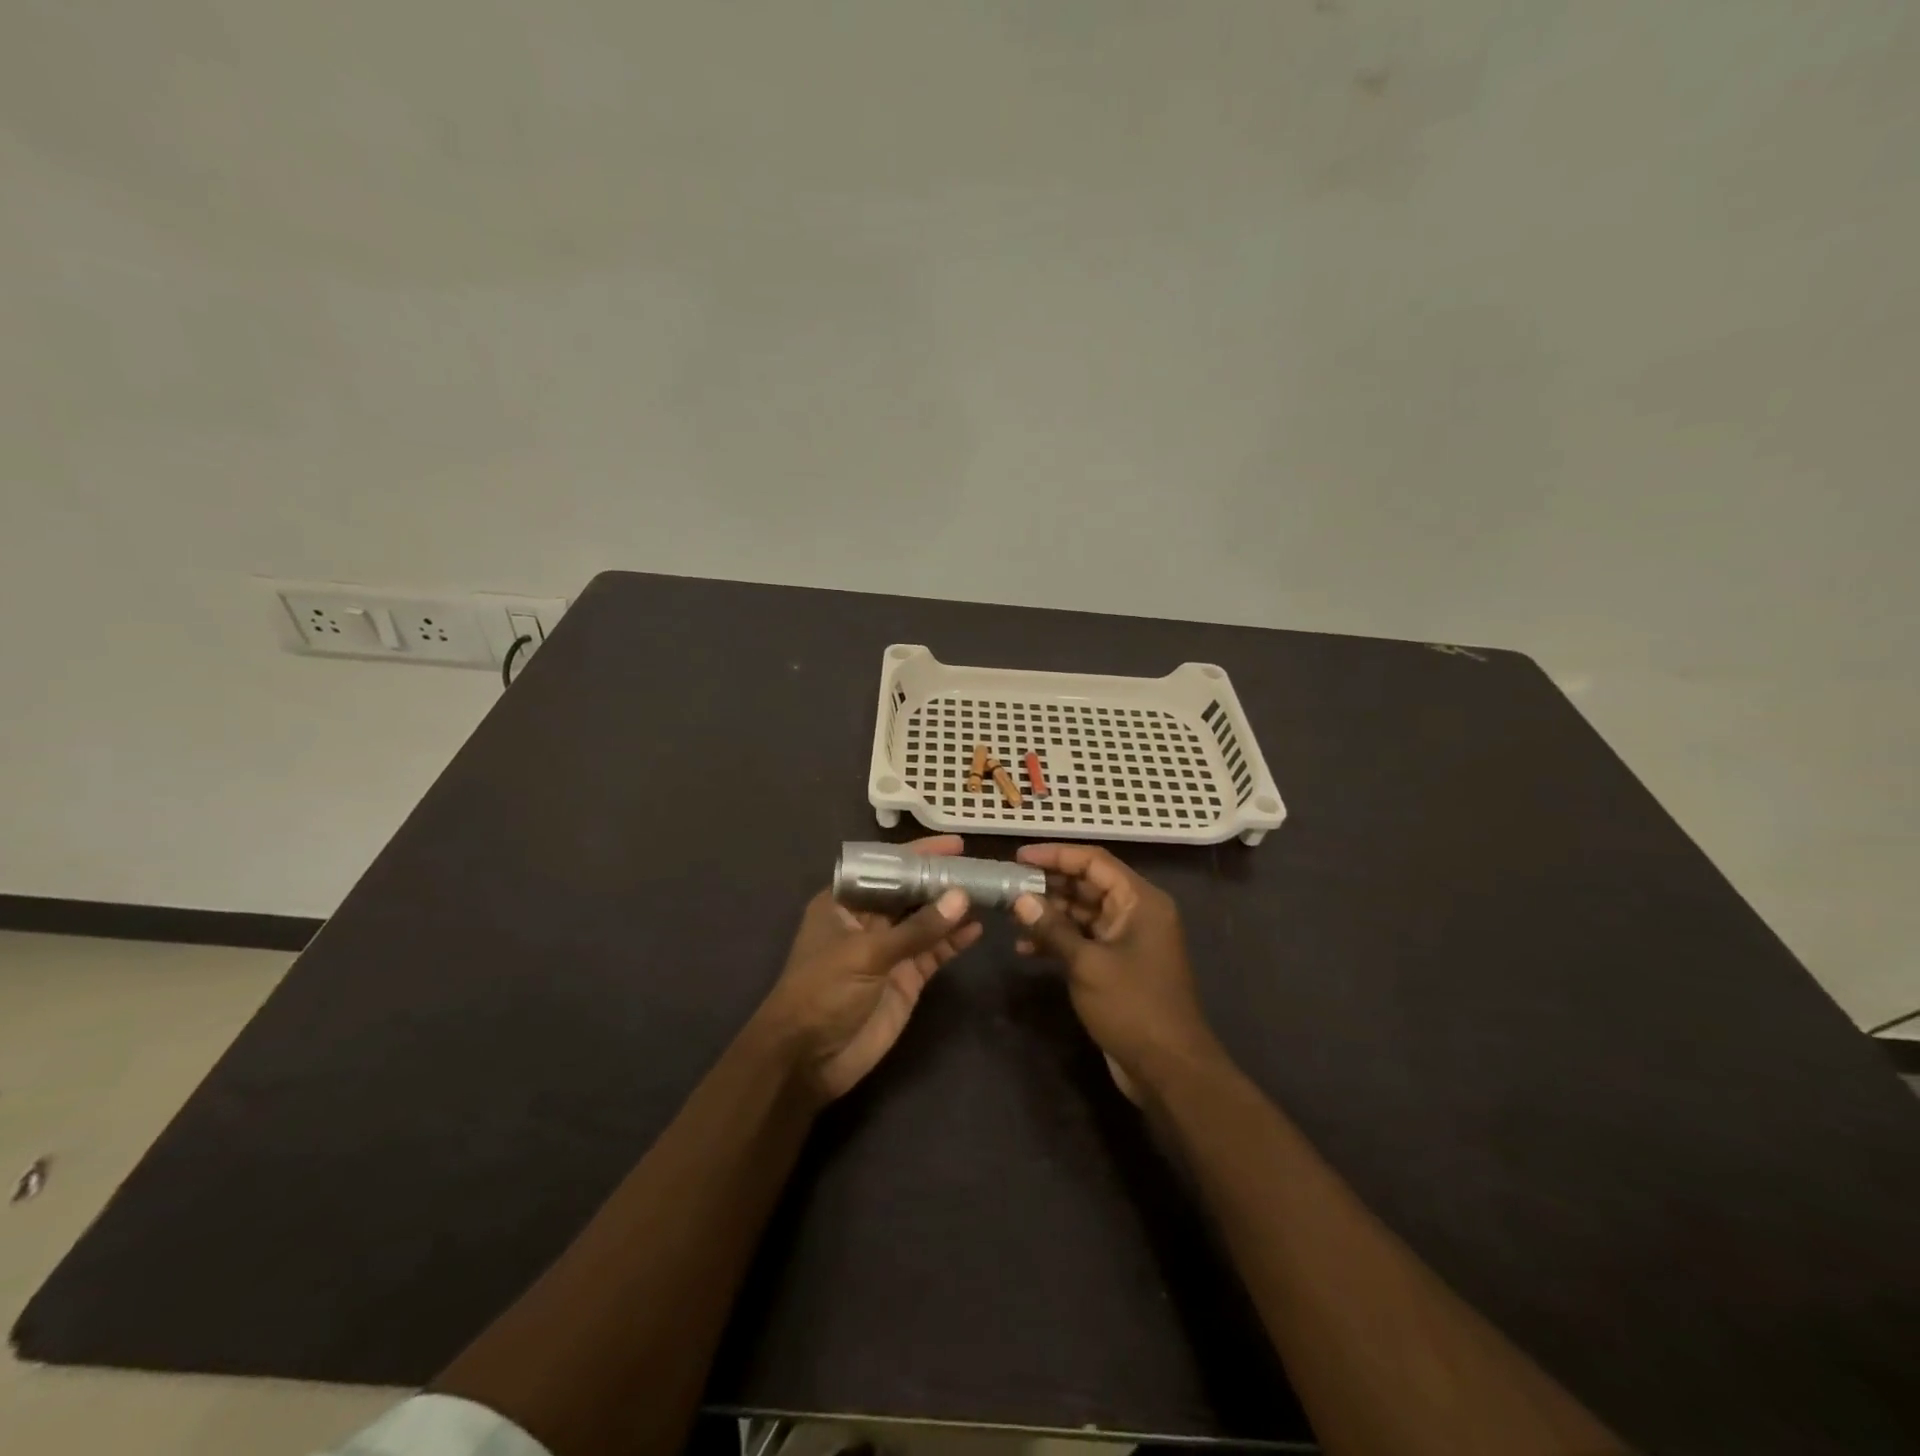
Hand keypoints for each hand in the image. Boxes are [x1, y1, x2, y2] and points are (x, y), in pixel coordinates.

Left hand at [758, 835, 983, 1103]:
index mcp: (844, 902)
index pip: (886, 867)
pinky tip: (977, 928)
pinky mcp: (906, 979)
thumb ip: (917, 928)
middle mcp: (868, 920)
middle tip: (981, 867)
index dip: (918, 854)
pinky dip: (954, 941)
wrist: (808, 1060)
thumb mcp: (866, 954)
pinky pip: (934, 952)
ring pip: (926, 921)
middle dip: (941, 880)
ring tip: (988, 893)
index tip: (954, 844)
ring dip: (953, 909)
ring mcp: (889, 950)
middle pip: (910, 892)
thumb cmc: (823, 991)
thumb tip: (961, 897)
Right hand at [1011, 843, 1221, 1104]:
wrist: (1168, 1069)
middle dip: (1048, 884)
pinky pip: (1084, 938)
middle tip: (1008, 886)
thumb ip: (1053, 928)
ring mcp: (1128, 939)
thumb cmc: (1133, 1007)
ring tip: (1011, 916)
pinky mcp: (1118, 963)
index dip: (1056, 855)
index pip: (1094, 861)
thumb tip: (1019, 899)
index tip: (1019, 857)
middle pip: (1088, 884)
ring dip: (1050, 913)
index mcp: (1140, 901)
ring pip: (1083, 911)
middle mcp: (1137, 912)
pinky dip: (1059, 939)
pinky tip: (1026, 948)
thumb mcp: (1088, 964)